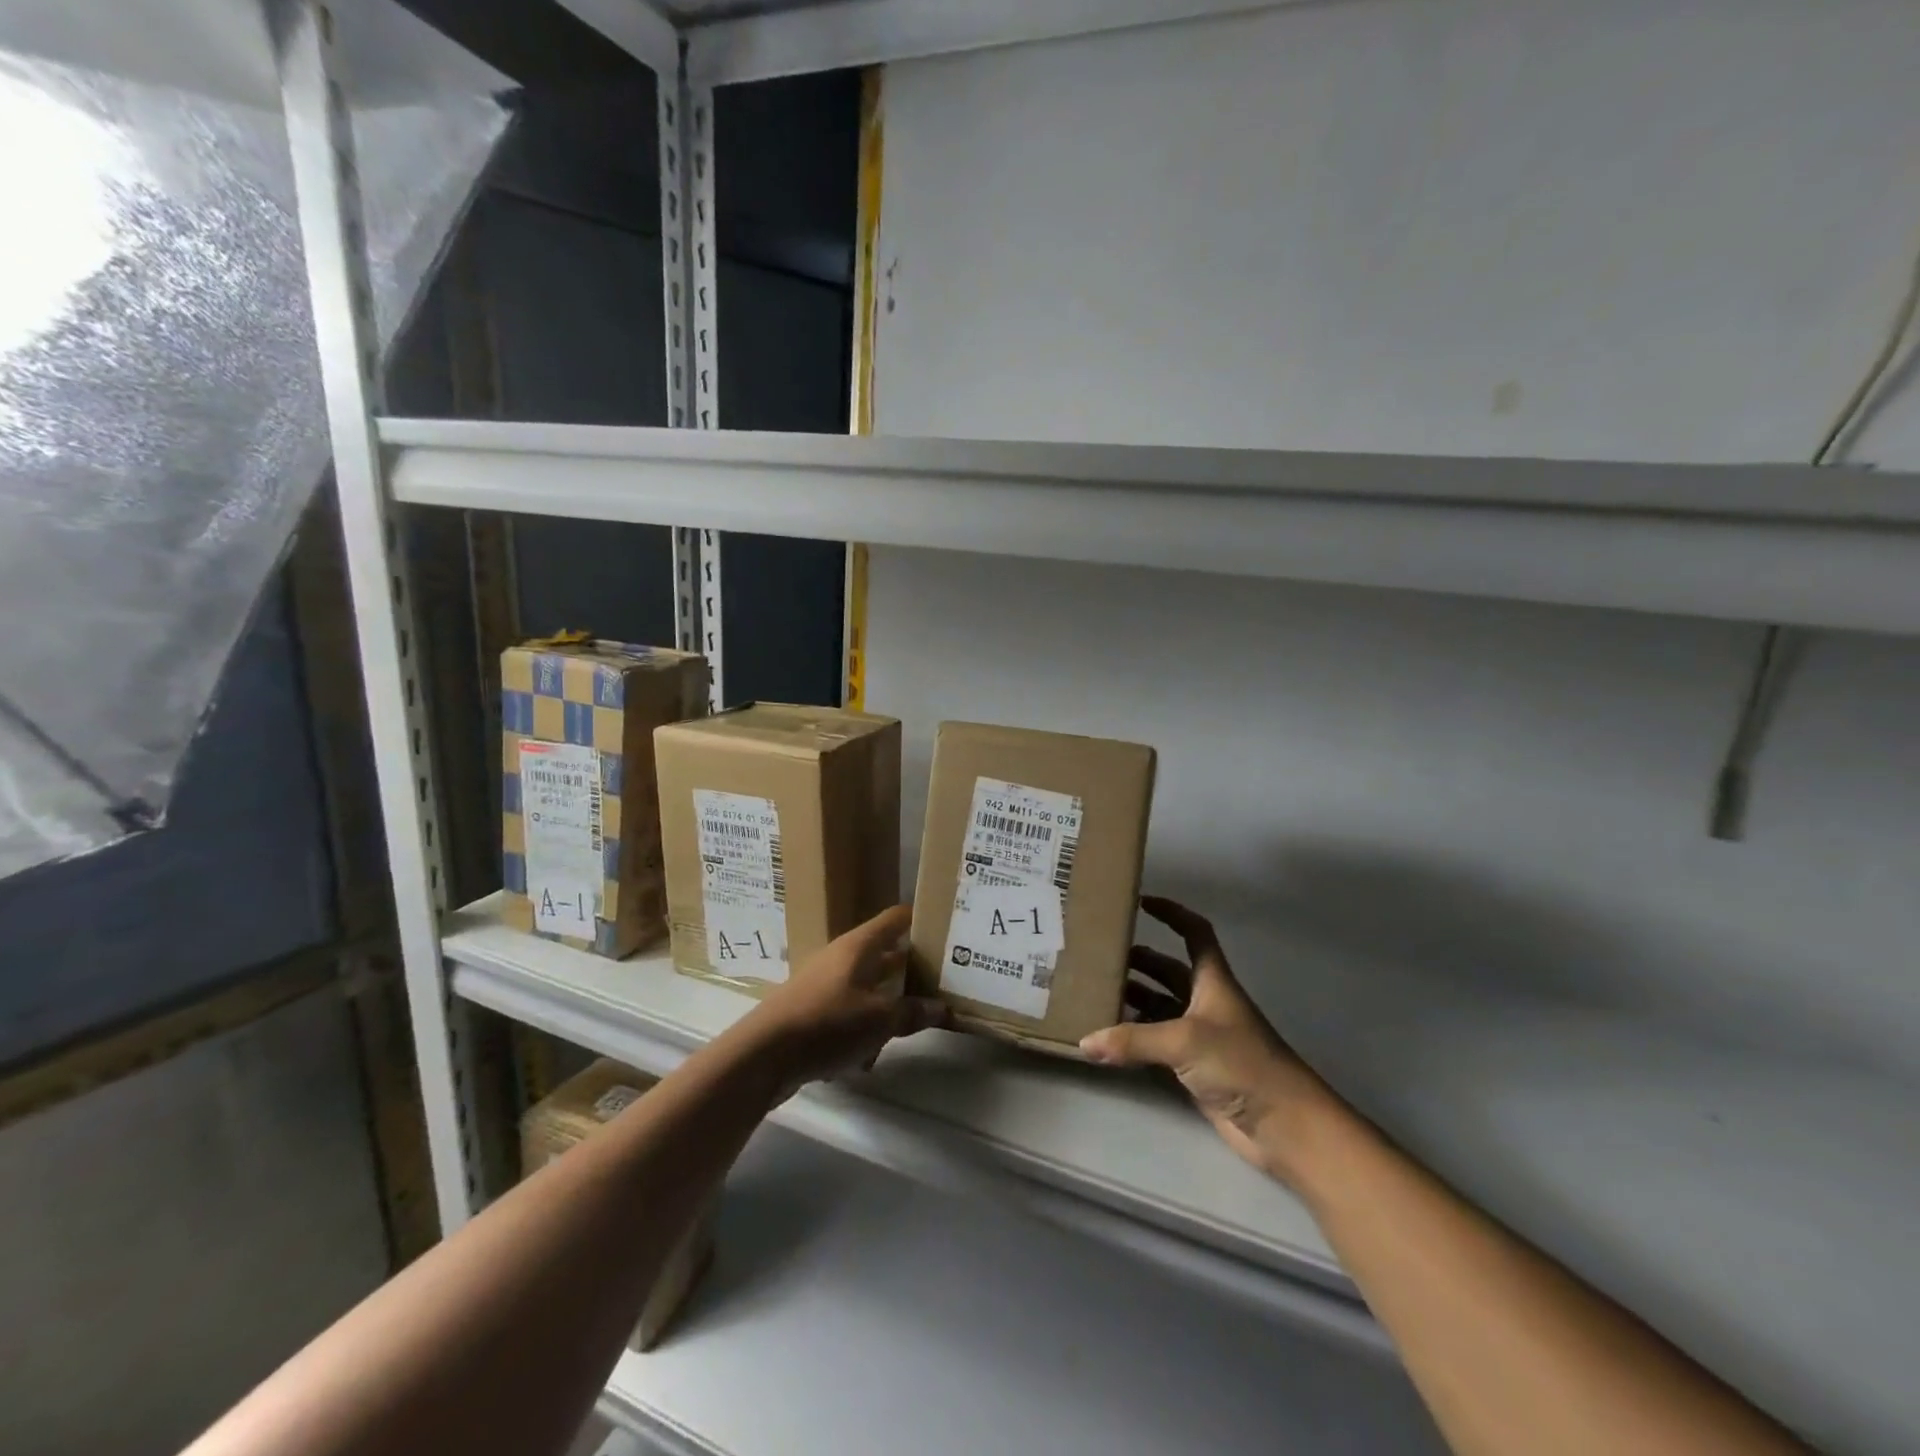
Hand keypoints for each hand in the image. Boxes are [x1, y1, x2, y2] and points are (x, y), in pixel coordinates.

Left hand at [745, 904, 949, 1093]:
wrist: (763, 1054)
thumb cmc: (828, 1023)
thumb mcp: (879, 1020)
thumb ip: (912, 1012)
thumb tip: (942, 1007)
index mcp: (860, 946)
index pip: (896, 919)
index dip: (921, 919)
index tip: (947, 928)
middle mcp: (842, 957)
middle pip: (884, 953)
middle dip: (911, 967)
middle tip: (943, 979)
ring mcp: (824, 983)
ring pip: (867, 986)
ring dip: (888, 1003)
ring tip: (913, 1023)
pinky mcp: (812, 1009)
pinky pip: (848, 1011)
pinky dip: (863, 1027)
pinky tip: (868, 1057)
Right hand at [1080, 896, 1340, 1184]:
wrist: (1283, 1124)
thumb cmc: (1241, 1063)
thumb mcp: (1184, 1041)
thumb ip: (1133, 1040)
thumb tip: (1084, 1042)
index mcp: (1212, 980)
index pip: (1194, 933)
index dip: (1171, 913)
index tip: (1140, 902)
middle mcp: (1206, 1002)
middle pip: (1168, 970)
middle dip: (1138, 961)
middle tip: (1099, 957)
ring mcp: (1200, 1037)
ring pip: (1160, 1007)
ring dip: (1133, 998)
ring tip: (1094, 994)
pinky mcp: (1194, 1068)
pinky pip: (1156, 1044)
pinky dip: (1134, 1039)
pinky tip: (1108, 1040)